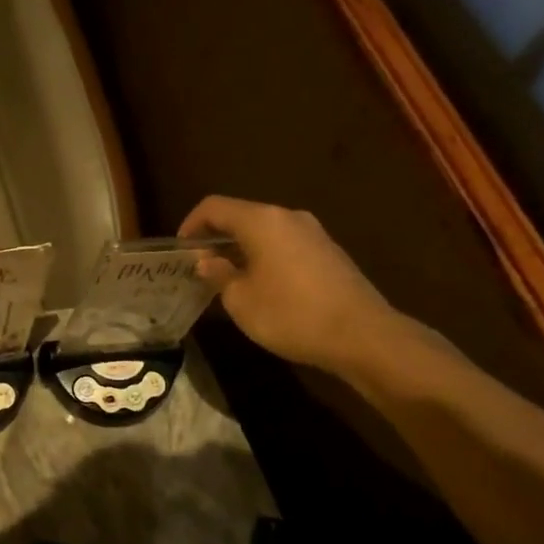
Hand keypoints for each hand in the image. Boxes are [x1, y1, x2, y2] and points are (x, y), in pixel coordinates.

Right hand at [179, 196, 400, 374]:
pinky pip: (286, 245)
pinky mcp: (329, 253)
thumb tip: (207, 262)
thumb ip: (219, 275)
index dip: (191, 224)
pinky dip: (266, 257)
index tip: (180, 250)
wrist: (363, 336)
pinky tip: (262, 286)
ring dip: (242, 249)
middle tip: (200, 266)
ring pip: (265, 231)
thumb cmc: (291, 314)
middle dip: (217, 238)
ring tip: (228, 278)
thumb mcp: (241, 300)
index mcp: (261, 221)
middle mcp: (288, 217)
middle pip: (242, 216)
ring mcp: (314, 233)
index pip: (214, 207)